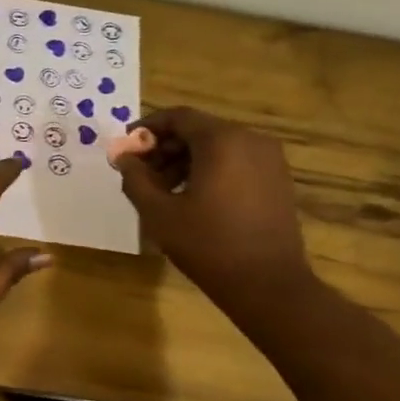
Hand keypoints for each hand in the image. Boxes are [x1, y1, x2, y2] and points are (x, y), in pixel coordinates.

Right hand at [114, 108, 314, 312]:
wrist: (267, 283)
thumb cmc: (207, 244)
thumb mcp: (158, 213)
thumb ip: (135, 178)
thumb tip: (122, 157)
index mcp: (222, 141)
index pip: (178, 117)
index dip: (148, 128)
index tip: (126, 147)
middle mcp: (250, 140)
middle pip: (198, 130)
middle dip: (165, 147)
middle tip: (140, 173)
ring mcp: (269, 160)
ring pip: (217, 147)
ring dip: (185, 160)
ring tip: (163, 190)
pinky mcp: (277, 180)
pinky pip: (236, 162)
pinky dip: (210, 170)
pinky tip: (192, 198)